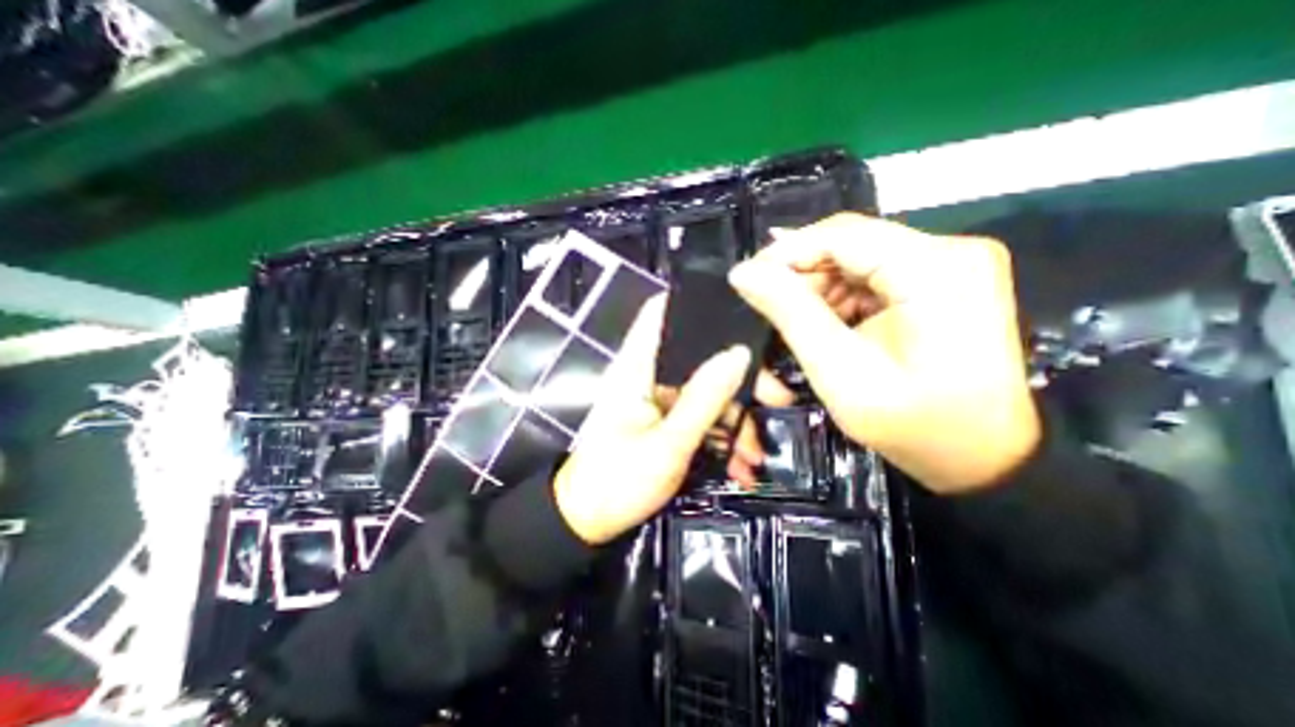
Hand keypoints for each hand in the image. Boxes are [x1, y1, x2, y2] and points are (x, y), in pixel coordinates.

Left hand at [552, 296, 756, 546]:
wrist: (588, 522)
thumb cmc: (618, 481)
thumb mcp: (669, 444)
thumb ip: (704, 398)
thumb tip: (739, 354)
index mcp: (637, 368)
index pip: (660, 313)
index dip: (694, 303)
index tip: (739, 310)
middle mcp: (648, 375)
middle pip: (698, 356)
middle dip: (738, 377)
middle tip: (775, 400)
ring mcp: (658, 399)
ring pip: (705, 390)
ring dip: (734, 418)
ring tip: (756, 454)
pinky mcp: (665, 420)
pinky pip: (699, 415)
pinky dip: (720, 435)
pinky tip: (739, 464)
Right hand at [726, 209, 1039, 492]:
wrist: (984, 457)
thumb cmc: (913, 425)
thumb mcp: (839, 371)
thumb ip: (790, 313)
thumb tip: (743, 273)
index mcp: (936, 268)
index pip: (841, 234)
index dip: (785, 252)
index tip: (746, 280)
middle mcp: (950, 252)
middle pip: (849, 245)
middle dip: (801, 277)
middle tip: (769, 312)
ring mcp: (950, 265)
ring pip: (856, 260)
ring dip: (818, 291)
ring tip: (797, 327)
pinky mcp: (943, 281)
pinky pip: (872, 277)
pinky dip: (841, 299)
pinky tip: (827, 327)